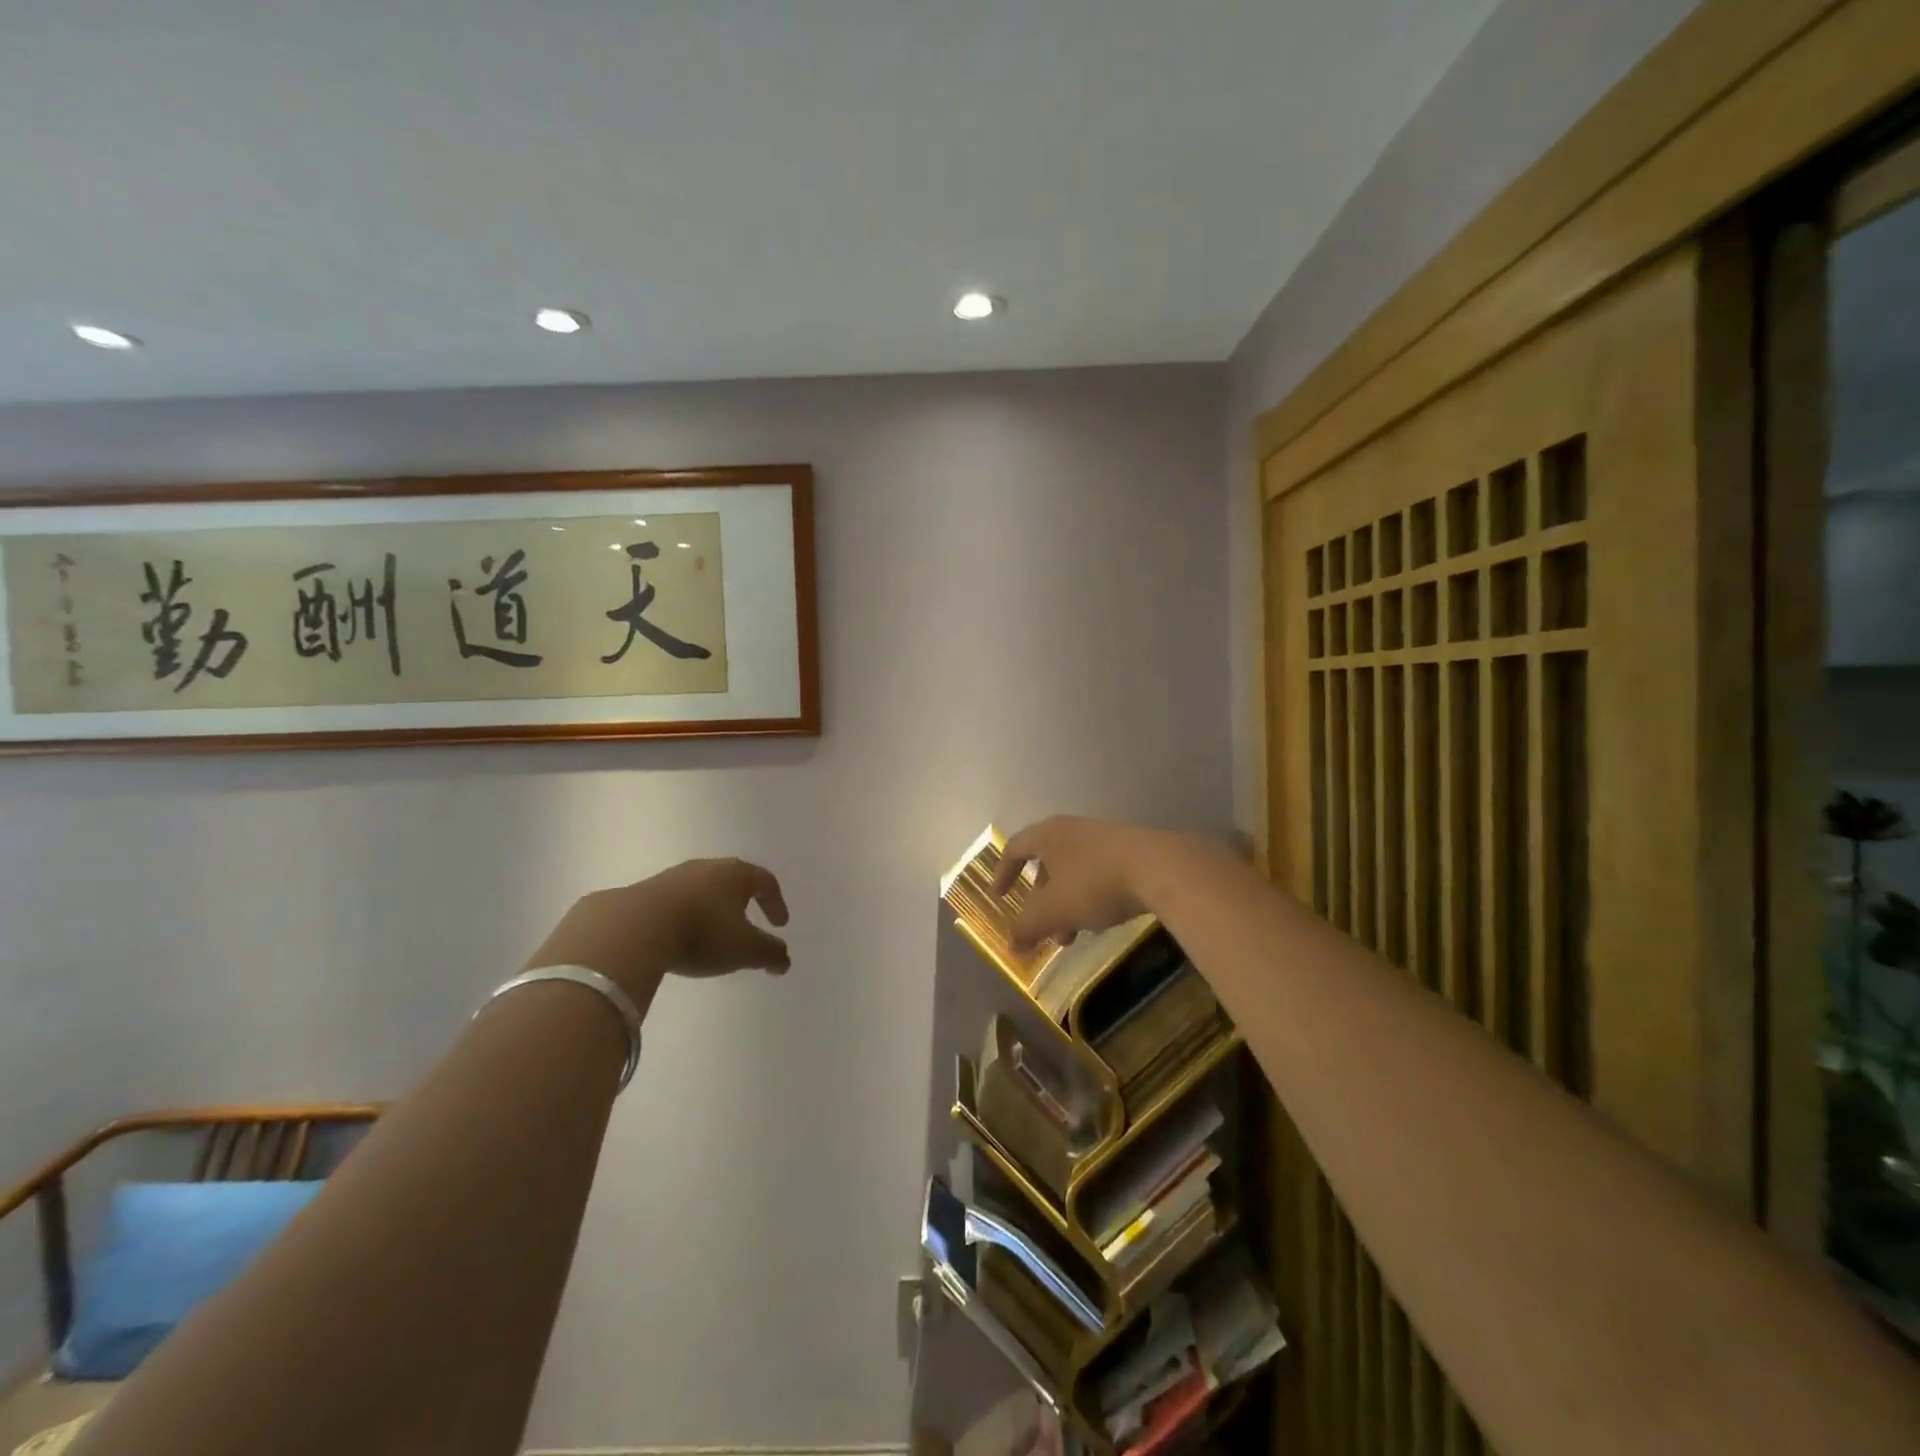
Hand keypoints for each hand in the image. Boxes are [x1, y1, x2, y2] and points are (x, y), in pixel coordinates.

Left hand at [527, 858, 790, 1000]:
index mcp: (736, 874)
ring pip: (702, 890)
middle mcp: (707, 868)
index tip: (780, 924)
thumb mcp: (744, 949)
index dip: (776, 903)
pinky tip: (679, 937)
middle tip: (748, 923)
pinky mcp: (645, 891)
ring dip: (712, 909)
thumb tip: (784, 961)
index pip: (765, 882)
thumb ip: (769, 953)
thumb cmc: (702, 932)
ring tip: (712, 934)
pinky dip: (685, 916)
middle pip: (733, 880)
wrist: (634, 927)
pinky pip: (675, 902)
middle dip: (743, 902)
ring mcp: (673, 877)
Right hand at [991, 817, 1158, 951]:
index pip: (1015, 848)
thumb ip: (1027, 927)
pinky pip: (1097, 874)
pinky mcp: (1129, 851)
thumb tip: (1011, 944)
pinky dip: (1090, 898)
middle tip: (1044, 930)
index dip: (1003, 873)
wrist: (1160, 868)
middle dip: (1041, 902)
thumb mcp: (1053, 911)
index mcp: (1048, 835)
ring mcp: (1103, 839)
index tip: (999, 897)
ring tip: (1074, 937)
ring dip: (1066, 906)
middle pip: (1046, 864)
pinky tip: (1103, 921)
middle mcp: (1072, 830)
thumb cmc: (1094, 883)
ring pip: (1073, 873)